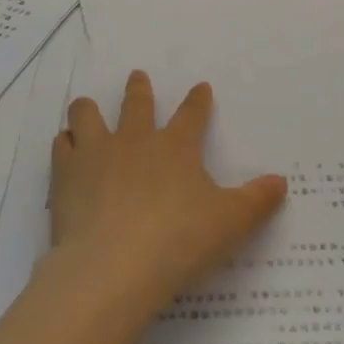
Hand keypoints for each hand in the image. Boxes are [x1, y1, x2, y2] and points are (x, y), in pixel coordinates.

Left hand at [49, 71, 287, 312]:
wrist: (114, 266)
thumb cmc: (179, 241)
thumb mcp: (229, 223)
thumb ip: (256, 201)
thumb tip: (281, 182)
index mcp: (176, 147)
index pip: (192, 115)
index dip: (198, 101)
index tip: (200, 87)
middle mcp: (135, 140)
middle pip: (136, 103)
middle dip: (138, 89)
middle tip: (137, 77)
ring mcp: (97, 153)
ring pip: (87, 115)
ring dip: (88, 110)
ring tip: (86, 108)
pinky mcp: (66, 174)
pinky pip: (63, 146)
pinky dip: (65, 144)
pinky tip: (66, 148)